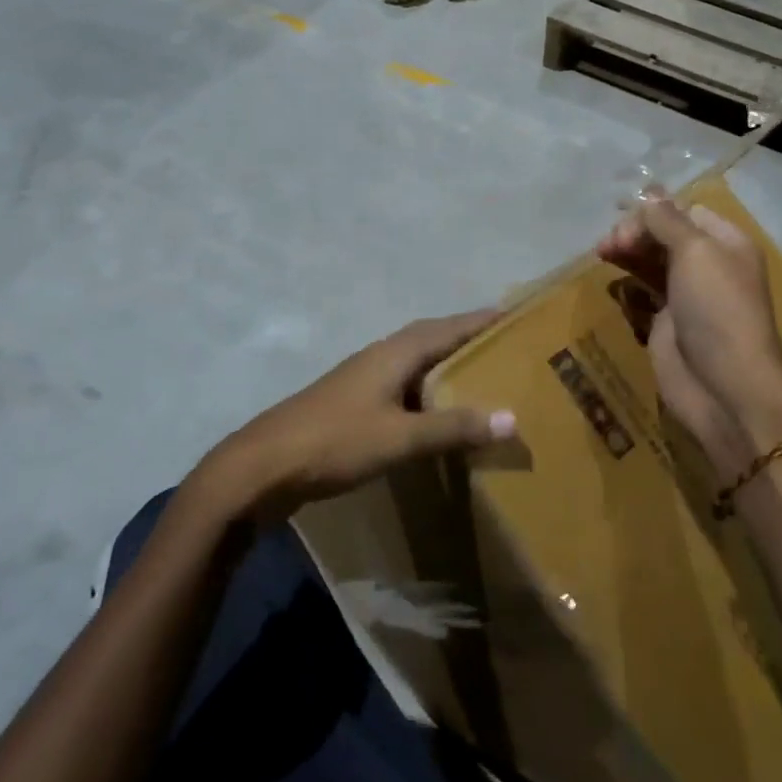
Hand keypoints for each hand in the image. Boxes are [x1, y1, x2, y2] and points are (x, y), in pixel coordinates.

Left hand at [203, 310, 514, 518]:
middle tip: (509, 348)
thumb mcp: (400, 437)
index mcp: (396, 352)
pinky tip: (439, 415)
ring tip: (484, 378)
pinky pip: (404, 387)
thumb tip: (512, 417)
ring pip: (418, 364)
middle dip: (470, 340)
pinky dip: (429, 393)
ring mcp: (365, 380)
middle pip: (434, 339)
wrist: (261, 467)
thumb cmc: (335, 441)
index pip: (450, 326)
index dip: (483, 320)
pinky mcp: (354, 404)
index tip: (519, 315)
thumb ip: (453, 427)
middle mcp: (382, 356)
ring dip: (448, 367)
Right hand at [599, 191, 781, 481]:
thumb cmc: (717, 310)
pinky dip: (627, 280)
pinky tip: (610, 278)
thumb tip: (649, 193)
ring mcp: (687, 295)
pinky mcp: (667, 321)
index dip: (654, 210)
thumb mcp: (696, 253)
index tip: (624, 218)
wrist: (725, 386)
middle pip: (665, 234)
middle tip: (611, 243)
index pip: (685, 211)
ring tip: (602, 253)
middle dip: (636, 231)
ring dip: (627, 251)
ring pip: (651, 260)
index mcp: (726, 243)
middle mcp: (709, 264)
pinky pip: (643, 291)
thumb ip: (667, 221)